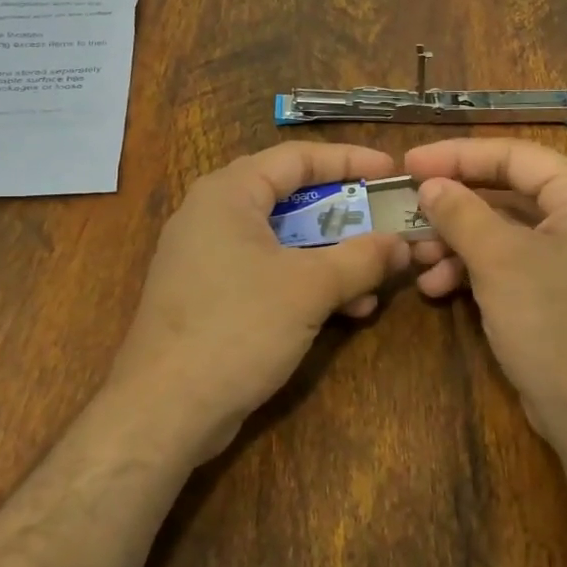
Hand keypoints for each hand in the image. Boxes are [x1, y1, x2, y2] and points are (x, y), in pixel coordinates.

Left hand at [108, 142, 411, 461]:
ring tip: (377, 281)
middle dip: (346, 217)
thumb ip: (361, 258)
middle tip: (388, 225)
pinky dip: (307, 283)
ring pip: (284, 241)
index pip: (298, 157)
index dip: (350, 161)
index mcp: (229, 193)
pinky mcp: (211, 296)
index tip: (392, 171)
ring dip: (333, 257)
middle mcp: (214, 215)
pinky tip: (346, 310)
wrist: (164, 409)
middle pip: (292, 198)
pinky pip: (269, 273)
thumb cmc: (237, 328)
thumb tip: (402, 244)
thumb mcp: (309, 288)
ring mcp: (208, 258)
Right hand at [402, 139, 566, 447]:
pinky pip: (511, 265)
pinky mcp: (561, 293)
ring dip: (457, 243)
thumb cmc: (555, 322)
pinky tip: (437, 288)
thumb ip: (462, 213)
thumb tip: (431, 184)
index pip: (514, 156)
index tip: (409, 163)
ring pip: (504, 232)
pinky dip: (475, 271)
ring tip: (417, 260)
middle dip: (454, 207)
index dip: (458, 156)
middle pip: (507, 193)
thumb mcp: (500, 261)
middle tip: (407, 211)